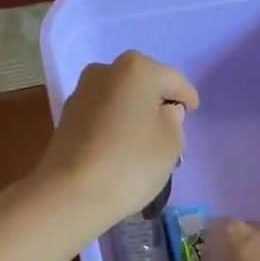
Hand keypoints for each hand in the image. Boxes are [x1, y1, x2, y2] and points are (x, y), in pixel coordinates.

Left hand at [36, 51, 197, 232]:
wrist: (70, 192)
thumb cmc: (130, 163)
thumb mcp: (171, 143)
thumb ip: (174, 120)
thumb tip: (164, 111)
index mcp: (136, 68)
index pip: (172, 79)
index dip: (186, 96)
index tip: (192, 111)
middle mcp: (105, 70)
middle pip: (141, 83)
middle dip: (156, 101)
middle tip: (170, 126)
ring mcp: (81, 92)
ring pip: (119, 97)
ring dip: (132, 111)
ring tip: (145, 139)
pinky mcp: (66, 115)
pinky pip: (101, 113)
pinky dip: (113, 123)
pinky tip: (120, 145)